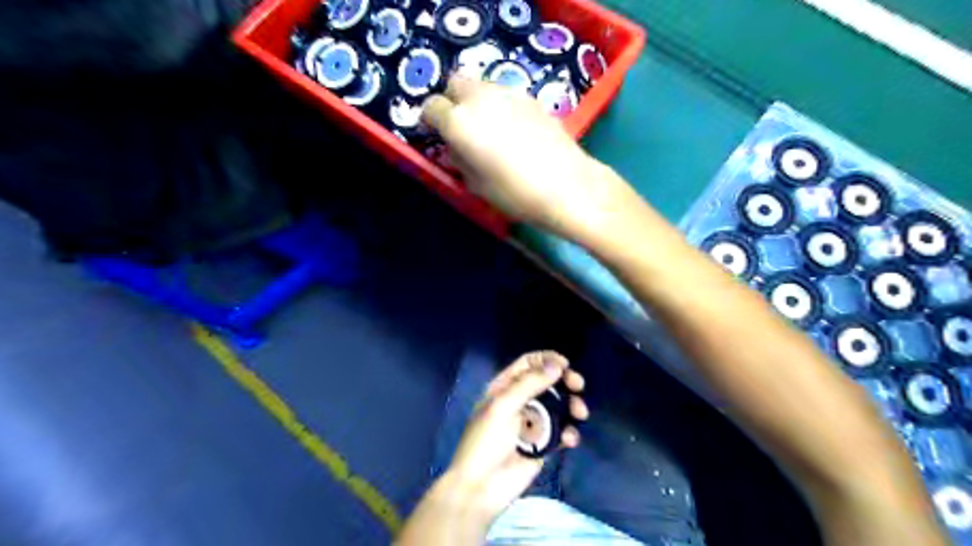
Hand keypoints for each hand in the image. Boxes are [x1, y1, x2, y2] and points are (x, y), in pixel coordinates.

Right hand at [424, 77, 629, 239]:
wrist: (567, 186)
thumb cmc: (515, 193)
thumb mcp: (477, 185)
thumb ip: (459, 161)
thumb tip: (454, 149)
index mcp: (459, 121)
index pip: (431, 107)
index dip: (430, 121)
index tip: (436, 135)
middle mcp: (480, 98)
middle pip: (455, 83)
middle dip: (452, 101)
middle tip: (461, 126)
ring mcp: (509, 94)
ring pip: (482, 85)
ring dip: (477, 101)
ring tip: (489, 128)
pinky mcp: (532, 98)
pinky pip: (506, 95)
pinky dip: (501, 106)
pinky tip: (514, 130)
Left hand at [445, 353, 582, 516]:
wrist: (482, 487)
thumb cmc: (486, 441)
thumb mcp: (503, 406)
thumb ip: (530, 383)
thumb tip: (558, 366)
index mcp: (504, 387)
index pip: (528, 363)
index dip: (547, 359)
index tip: (565, 365)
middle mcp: (520, 400)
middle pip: (548, 382)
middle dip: (565, 381)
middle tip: (579, 385)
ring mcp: (533, 422)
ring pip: (559, 405)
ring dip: (572, 406)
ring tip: (581, 413)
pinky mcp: (544, 443)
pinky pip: (562, 431)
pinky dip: (569, 432)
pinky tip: (570, 440)